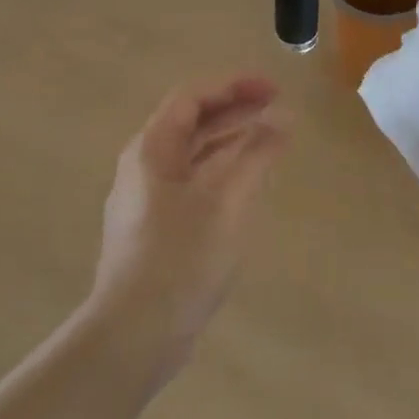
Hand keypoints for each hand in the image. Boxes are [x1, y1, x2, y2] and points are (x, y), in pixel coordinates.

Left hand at [91, 76, 288, 374]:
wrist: (136, 331)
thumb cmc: (182, 257)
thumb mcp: (228, 200)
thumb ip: (257, 155)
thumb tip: (283, 119)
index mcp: (151, 150)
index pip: (191, 99)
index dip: (233, 87)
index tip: (273, 88)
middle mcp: (143, 168)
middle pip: (191, 125)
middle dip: (235, 112)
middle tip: (278, 108)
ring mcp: (146, 201)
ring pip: (192, 157)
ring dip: (230, 143)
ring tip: (270, 141)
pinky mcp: (155, 230)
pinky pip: (192, 185)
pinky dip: (221, 173)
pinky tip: (246, 186)